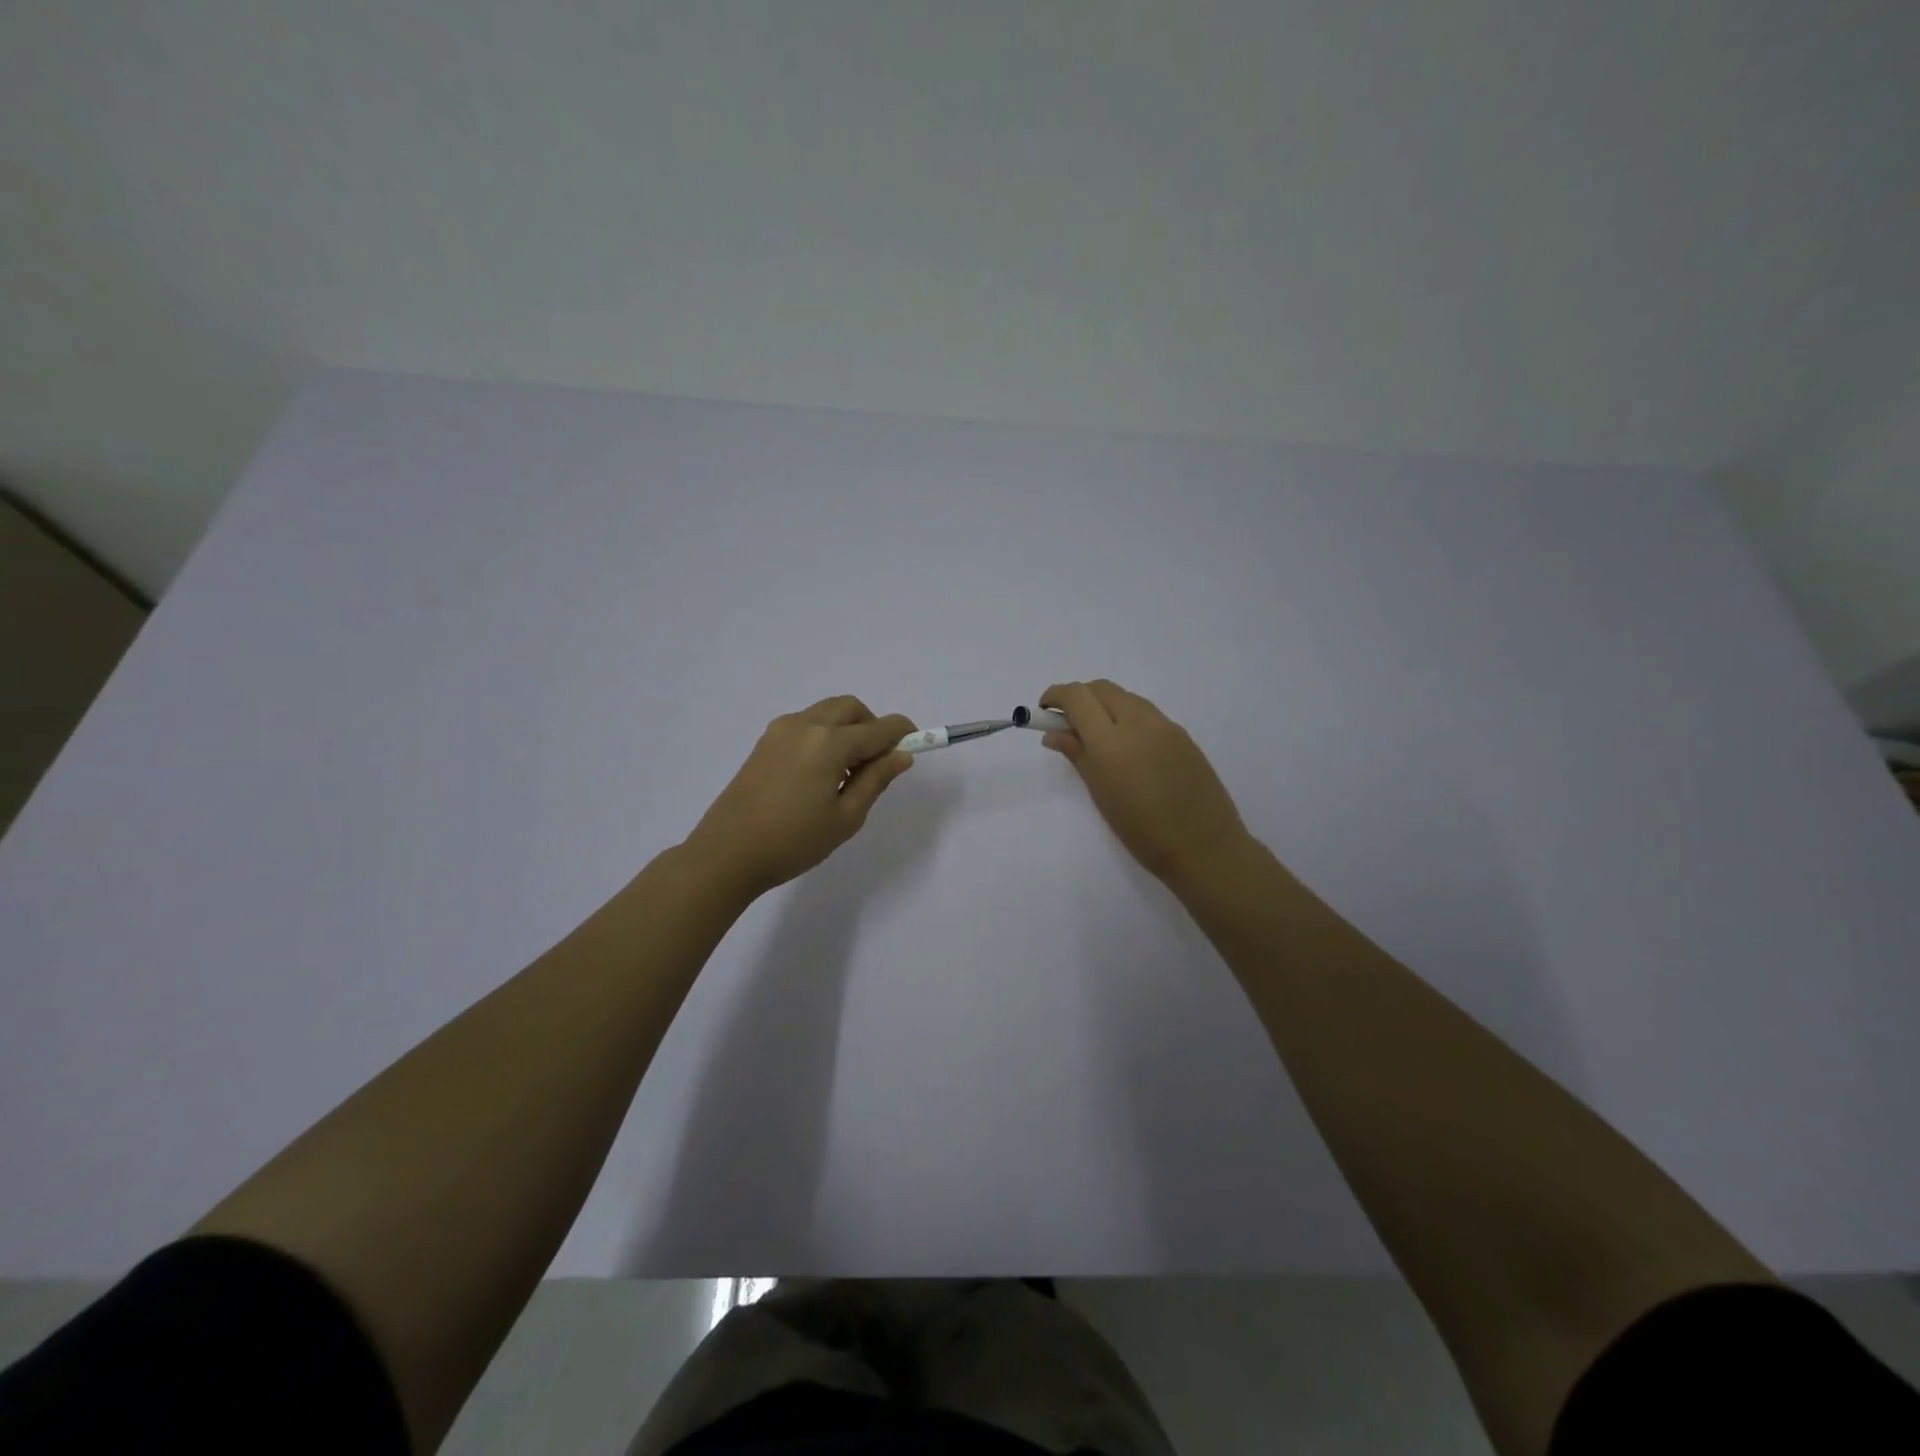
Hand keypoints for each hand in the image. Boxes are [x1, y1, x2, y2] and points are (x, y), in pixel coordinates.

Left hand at [683, 696, 916, 898]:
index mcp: (829, 743)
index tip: (918, 743)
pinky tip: (820, 773)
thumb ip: (876, 780)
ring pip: (826, 713)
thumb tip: (902, 755)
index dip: (903, 733)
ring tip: (847, 772)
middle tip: (878, 761)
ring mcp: (780, 730)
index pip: (879, 728)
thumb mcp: (846, 817)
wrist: (726, 853)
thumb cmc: (793, 841)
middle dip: (872, 726)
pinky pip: (806, 724)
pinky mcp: (765, 742)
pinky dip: (824, 735)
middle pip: (851, 708)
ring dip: (847, 729)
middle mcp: (806, 725)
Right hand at [1040, 680, 1254, 888]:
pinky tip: (1129, 748)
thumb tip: (1054, 733)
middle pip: (1102, 688)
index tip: (1044, 710)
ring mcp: (1165, 725)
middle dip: (1080, 697)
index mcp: (1111, 741)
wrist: (1204, 847)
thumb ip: (1077, 755)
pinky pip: (1148, 713)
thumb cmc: (1142, 831)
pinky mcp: (1184, 735)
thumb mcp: (1101, 794)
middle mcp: (1138, 722)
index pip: (1077, 697)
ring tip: (1098, 737)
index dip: (1056, 696)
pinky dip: (1128, 717)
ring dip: (1105, 705)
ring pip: (1126, 697)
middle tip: (1068, 723)